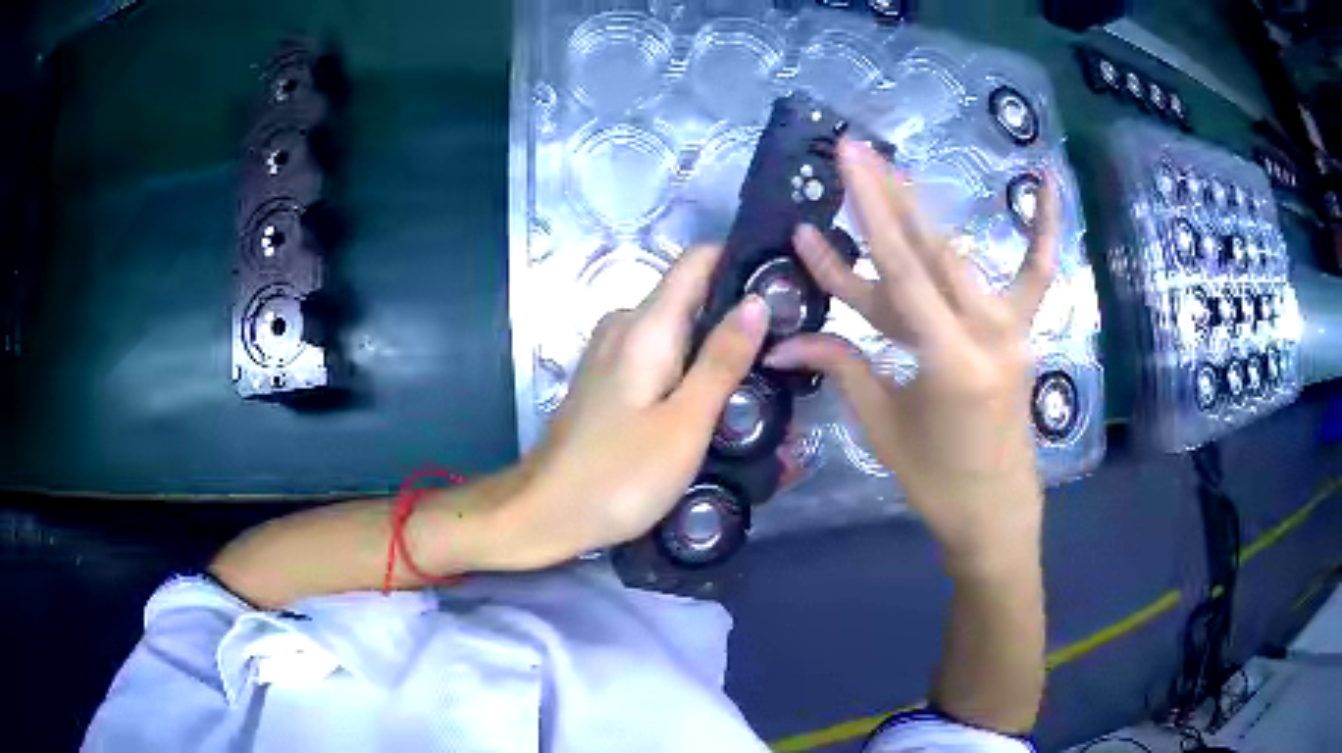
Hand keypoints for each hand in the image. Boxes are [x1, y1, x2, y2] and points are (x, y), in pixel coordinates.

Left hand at [505, 247, 769, 566]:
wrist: (545, 514)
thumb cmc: (619, 475)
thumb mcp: (684, 423)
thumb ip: (722, 360)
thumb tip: (757, 301)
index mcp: (645, 326)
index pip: (698, 261)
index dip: (742, 263)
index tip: (786, 288)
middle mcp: (625, 325)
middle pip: (692, 297)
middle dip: (739, 317)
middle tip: (789, 351)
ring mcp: (612, 354)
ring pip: (678, 332)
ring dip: (717, 350)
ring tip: (765, 383)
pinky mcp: (609, 381)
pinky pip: (660, 358)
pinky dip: (690, 372)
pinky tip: (717, 404)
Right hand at [765, 139, 1059, 569]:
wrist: (995, 510)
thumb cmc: (936, 481)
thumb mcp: (883, 425)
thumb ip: (842, 365)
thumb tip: (781, 340)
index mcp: (953, 362)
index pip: (904, 272)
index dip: (870, 214)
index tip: (844, 166)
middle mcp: (990, 334)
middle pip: (931, 251)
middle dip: (889, 198)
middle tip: (855, 151)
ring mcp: (1014, 329)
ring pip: (962, 257)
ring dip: (923, 214)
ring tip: (893, 169)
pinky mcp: (1024, 331)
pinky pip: (1037, 274)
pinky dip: (1044, 229)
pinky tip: (1050, 182)